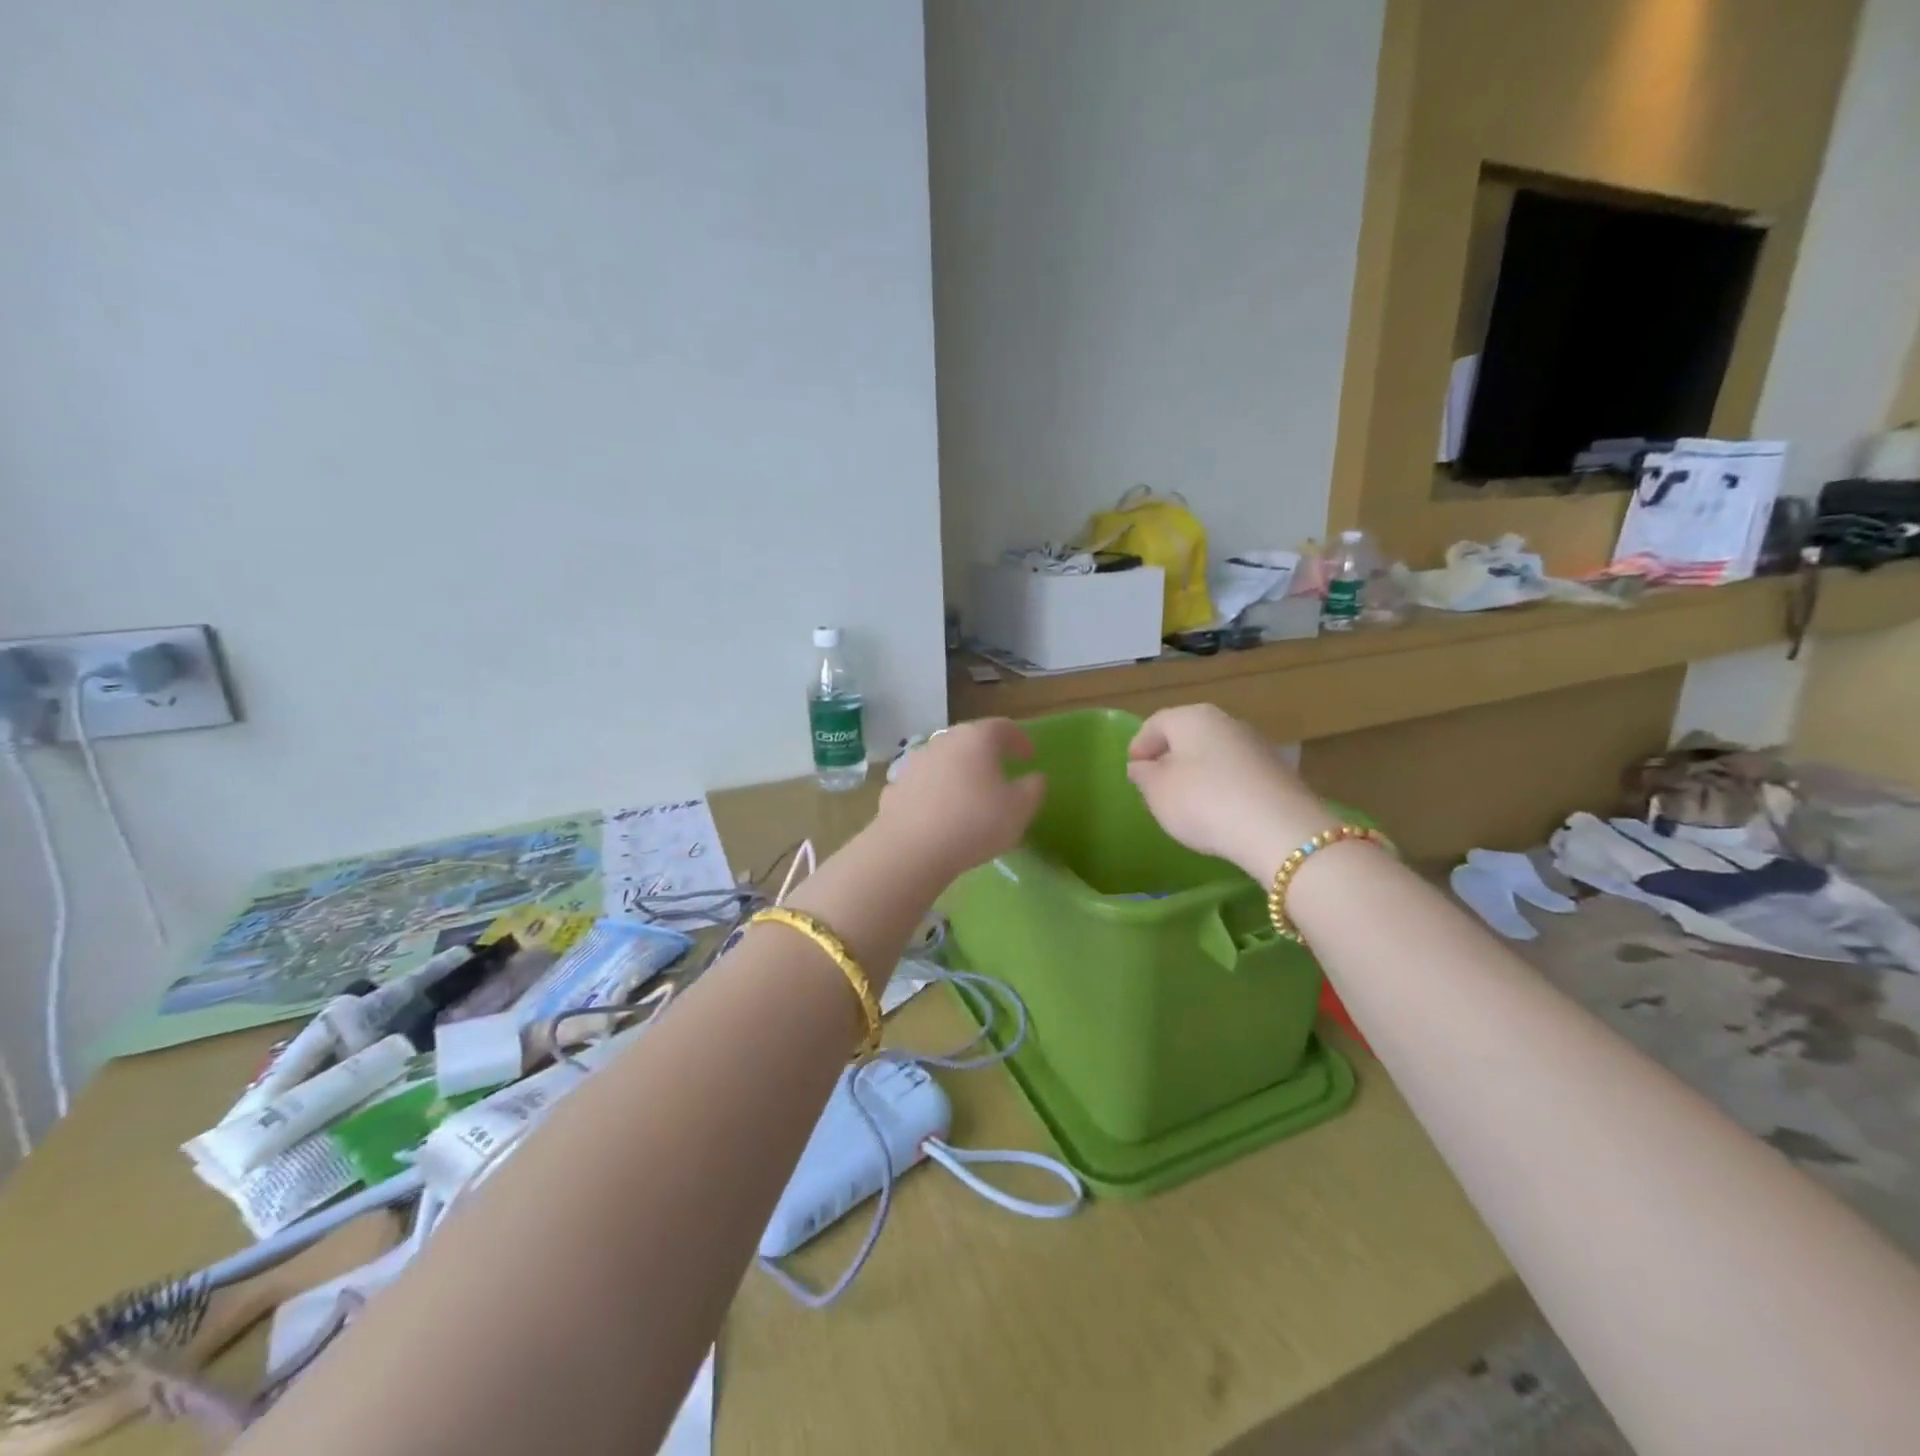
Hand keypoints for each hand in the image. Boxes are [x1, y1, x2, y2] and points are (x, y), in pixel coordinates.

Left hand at [877, 718, 1045, 877]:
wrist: (911, 849)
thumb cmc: (975, 822)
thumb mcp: (1019, 809)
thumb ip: (1033, 788)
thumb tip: (1034, 778)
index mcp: (976, 739)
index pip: (1003, 727)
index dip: (1019, 739)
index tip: (1029, 756)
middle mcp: (943, 742)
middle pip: (969, 740)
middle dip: (986, 754)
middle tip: (999, 772)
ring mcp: (914, 763)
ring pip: (943, 761)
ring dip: (958, 773)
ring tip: (968, 796)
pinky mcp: (895, 787)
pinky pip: (922, 785)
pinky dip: (934, 793)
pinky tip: (939, 815)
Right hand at [1125, 705, 1335, 880]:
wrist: (1278, 830)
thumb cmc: (1203, 802)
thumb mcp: (1157, 792)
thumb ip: (1143, 775)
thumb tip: (1143, 766)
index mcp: (1191, 717)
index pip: (1155, 724)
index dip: (1138, 747)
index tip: (1132, 774)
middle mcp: (1226, 721)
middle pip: (1188, 736)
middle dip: (1170, 759)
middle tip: (1157, 788)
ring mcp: (1256, 745)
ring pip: (1214, 754)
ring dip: (1198, 773)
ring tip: (1188, 804)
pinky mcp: (1278, 771)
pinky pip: (1238, 774)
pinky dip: (1224, 787)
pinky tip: (1220, 812)